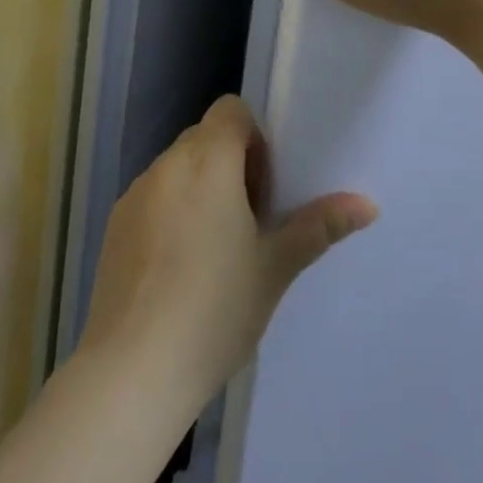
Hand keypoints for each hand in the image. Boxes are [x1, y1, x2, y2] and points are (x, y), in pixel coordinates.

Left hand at [79, 95, 377, 408]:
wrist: (132, 372)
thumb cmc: (215, 310)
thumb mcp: (275, 267)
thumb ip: (318, 226)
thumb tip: (368, 205)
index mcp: (208, 161)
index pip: (231, 110)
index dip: (254, 138)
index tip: (264, 188)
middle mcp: (167, 165)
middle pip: (205, 137)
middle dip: (230, 164)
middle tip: (248, 220)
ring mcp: (135, 195)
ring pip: (177, 169)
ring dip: (199, 188)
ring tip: (214, 249)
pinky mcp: (114, 225)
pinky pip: (152, 197)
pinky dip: (170, 212)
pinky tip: (177, 269)